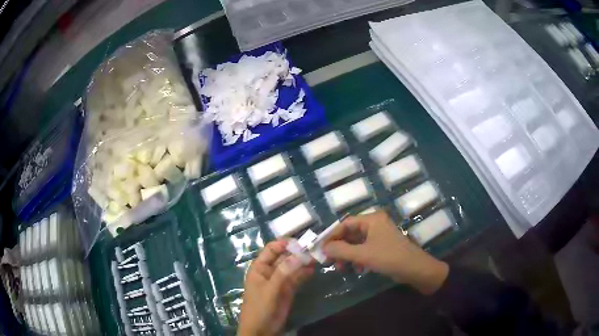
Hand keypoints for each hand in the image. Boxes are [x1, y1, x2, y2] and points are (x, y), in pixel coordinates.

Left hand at [238, 241, 314, 335]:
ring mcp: (280, 280)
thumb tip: (298, 255)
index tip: (300, 242)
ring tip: (317, 257)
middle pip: (284, 257)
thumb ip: (283, 273)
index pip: (272, 249)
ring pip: (292, 267)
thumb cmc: (259, 307)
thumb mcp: (269, 289)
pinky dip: (304, 273)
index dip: (284, 244)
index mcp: (260, 267)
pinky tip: (313, 269)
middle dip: (297, 252)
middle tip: (314, 249)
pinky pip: (297, 278)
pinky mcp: (288, 289)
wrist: (261, 329)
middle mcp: (270, 271)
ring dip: (303, 262)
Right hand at [323, 211, 448, 294]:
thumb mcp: (363, 254)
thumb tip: (323, 247)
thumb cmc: (389, 257)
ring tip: (341, 268)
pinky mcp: (382, 246)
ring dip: (347, 255)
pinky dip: (358, 258)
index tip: (321, 248)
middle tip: (329, 261)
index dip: (332, 235)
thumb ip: (341, 250)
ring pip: (357, 243)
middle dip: (339, 248)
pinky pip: (364, 249)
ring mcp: (380, 235)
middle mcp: (375, 224)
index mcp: (372, 219)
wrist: (415, 269)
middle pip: (350, 233)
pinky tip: (357, 269)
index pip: (345, 223)